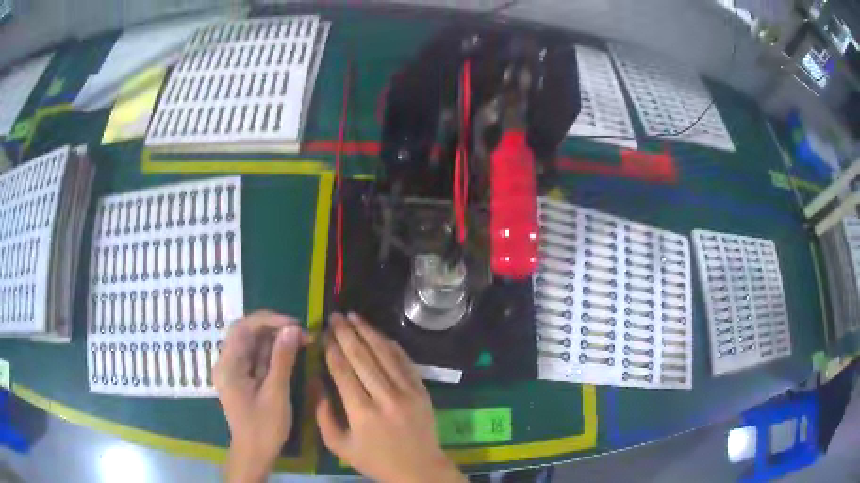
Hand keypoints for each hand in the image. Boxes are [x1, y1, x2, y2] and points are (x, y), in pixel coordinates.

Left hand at [214, 311, 308, 482]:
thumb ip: (282, 360)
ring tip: (300, 341)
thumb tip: (292, 329)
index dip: (268, 320)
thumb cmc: (264, 428)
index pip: (243, 327)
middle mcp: (226, 363)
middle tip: (300, 333)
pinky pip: (254, 356)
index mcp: (228, 366)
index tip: (295, 324)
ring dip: (274, 339)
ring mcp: (232, 370)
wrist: (254, 453)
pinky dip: (271, 352)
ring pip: (251, 343)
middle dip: (273, 328)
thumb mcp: (276, 394)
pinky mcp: (240, 378)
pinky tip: (288, 353)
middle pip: (245, 332)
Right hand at [316, 313, 465, 482]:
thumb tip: (316, 384)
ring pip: (385, 354)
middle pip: (363, 357)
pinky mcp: (422, 390)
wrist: (419, 469)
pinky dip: (392, 345)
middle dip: (346, 333)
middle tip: (335, 316)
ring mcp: (407, 391)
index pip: (343, 371)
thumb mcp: (340, 446)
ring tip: (354, 316)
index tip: (323, 334)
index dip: (332, 349)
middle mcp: (385, 397)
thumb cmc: (375, 461)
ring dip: (368, 332)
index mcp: (362, 412)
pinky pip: (405, 362)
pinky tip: (380, 334)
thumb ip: (323, 416)